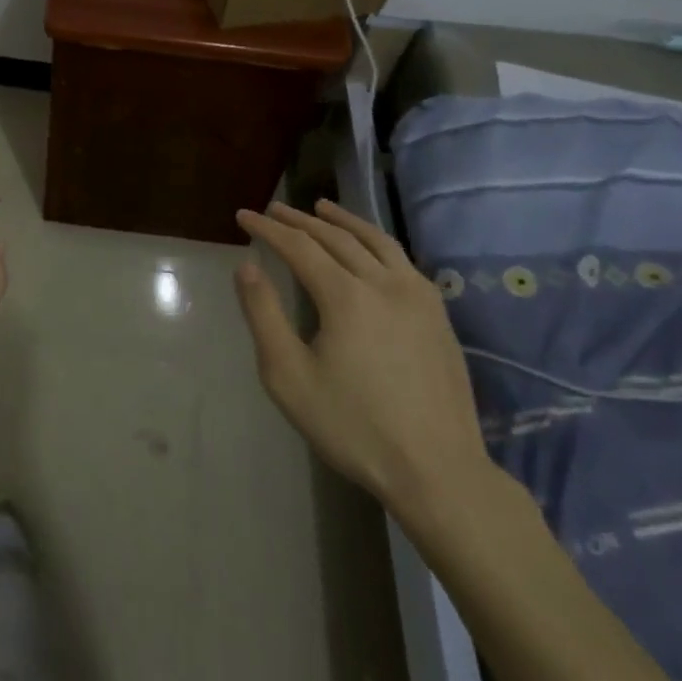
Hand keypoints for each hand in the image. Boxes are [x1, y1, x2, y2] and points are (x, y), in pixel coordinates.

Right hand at [234, 199, 492, 518]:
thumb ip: (263, 315)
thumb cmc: (353, 426)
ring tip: (321, 208)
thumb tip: (246, 267)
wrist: (438, 472)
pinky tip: (370, 248)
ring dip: (342, 221)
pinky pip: (401, 260)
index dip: (268, 228)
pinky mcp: (438, 316)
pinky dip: (376, 241)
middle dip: (299, 220)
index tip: (243, 216)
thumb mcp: (288, 376)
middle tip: (274, 209)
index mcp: (345, 295)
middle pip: (335, 237)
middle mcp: (383, 283)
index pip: (298, 245)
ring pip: (375, 241)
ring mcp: (417, 296)